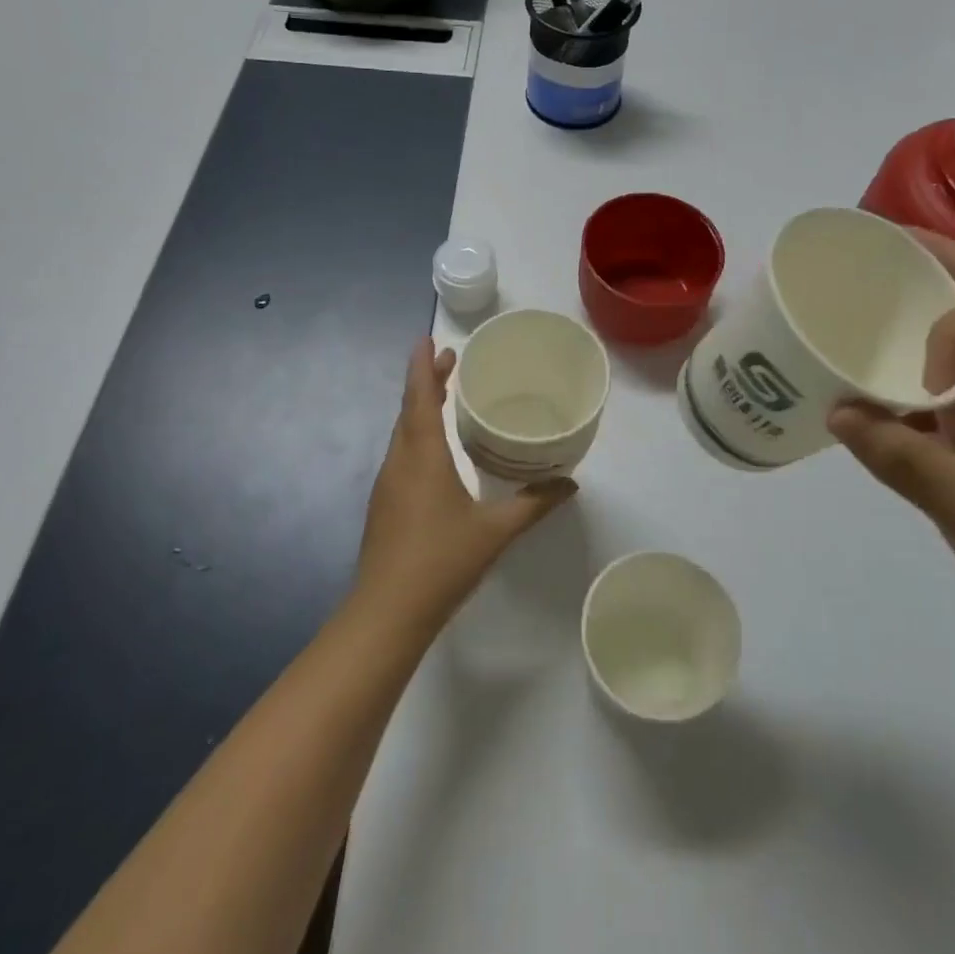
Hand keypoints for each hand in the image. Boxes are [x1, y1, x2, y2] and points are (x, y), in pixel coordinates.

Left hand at [355, 338, 577, 635]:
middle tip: (450, 361)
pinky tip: (435, 452)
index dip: (422, 366)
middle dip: (426, 382)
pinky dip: (416, 436)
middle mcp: (400, 462)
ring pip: (402, 434)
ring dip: (419, 409)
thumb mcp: (496, 531)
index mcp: (423, 457)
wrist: (386, 613)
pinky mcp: (384, 506)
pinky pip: (401, 455)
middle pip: (409, 410)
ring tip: (443, 396)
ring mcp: (387, 486)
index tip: (428, 340)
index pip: (419, 398)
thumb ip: (534, 503)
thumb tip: (570, 483)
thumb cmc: (442, 562)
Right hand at [827, 231, 954, 643]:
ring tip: (878, 285)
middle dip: (943, 265)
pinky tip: (878, 362)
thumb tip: (832, 410)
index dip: (951, 329)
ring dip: (930, 304)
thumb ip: (898, 456)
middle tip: (885, 243)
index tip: (924, 383)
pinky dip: (918, 355)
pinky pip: (954, 372)